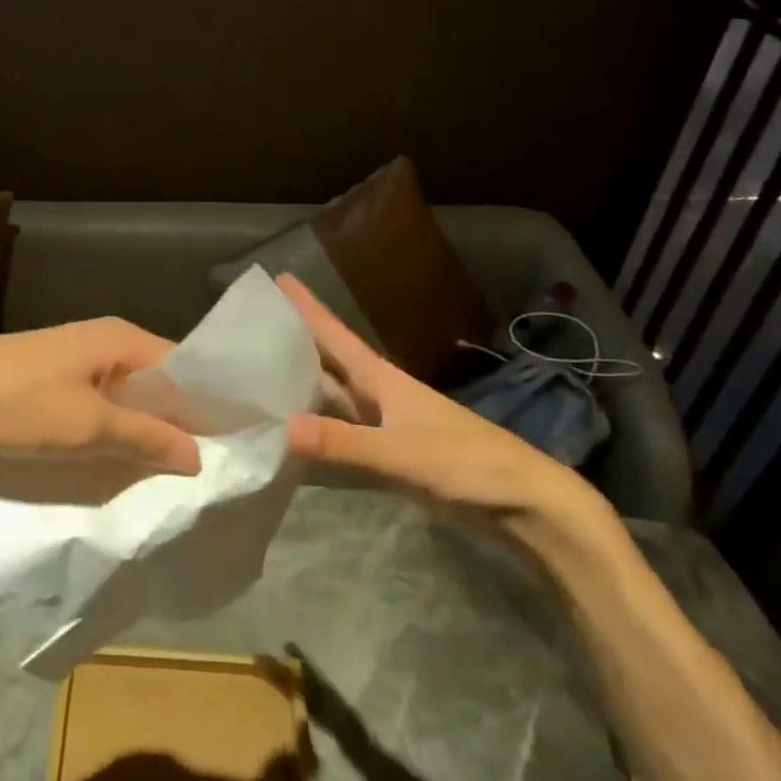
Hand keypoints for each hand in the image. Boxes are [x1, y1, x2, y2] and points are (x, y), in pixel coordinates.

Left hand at [0, 317, 202, 485]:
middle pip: (159, 383)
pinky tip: (123, 458)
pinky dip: (115, 428)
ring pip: (128, 396)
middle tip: (206, 468)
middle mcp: (106, 340)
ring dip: (145, 429)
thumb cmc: (18, 405)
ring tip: (170, 471)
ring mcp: (77, 359)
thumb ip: (146, 437)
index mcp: (122, 339)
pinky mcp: (54, 379)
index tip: (233, 446)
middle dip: (178, 422)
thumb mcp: (87, 426)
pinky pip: (101, 403)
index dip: (208, 406)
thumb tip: (199, 455)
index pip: (186, 368)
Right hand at [277, 275, 614, 539]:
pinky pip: (343, 428)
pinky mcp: (392, 452)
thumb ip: (344, 443)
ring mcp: (386, 423)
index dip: (307, 307)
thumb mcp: (402, 453)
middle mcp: (380, 394)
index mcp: (383, 380)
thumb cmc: (467, 463)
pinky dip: (318, 425)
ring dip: (303, 381)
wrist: (526, 502)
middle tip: (255, 324)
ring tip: (263, 370)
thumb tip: (283, 428)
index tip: (278, 278)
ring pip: (335, 393)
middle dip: (295, 339)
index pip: (335, 334)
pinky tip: (296, 430)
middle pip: (330, 359)